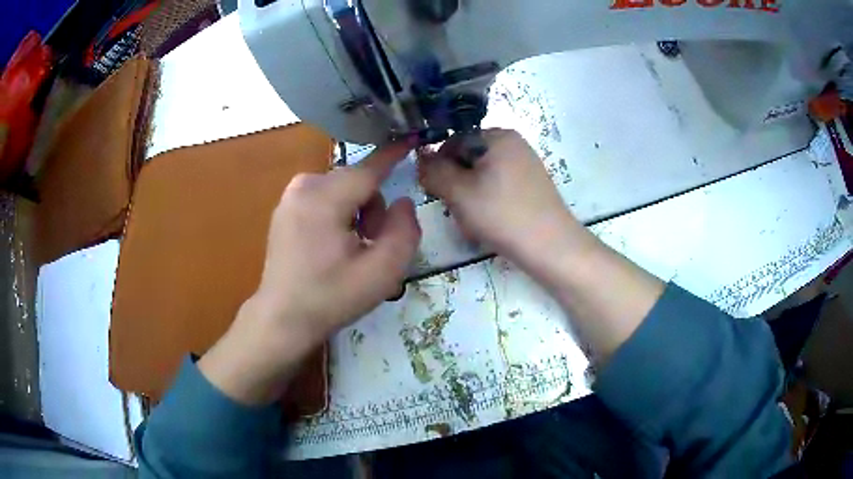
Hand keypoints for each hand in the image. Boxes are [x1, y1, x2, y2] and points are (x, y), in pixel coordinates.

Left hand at [199, 142, 420, 404]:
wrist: (283, 318)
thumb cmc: (331, 297)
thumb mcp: (382, 273)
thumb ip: (404, 232)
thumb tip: (403, 201)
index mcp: (325, 198)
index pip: (369, 168)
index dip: (394, 154)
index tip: (413, 138)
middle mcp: (304, 186)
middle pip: (358, 183)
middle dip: (373, 208)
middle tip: (370, 246)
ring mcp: (290, 196)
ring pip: (342, 190)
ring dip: (356, 213)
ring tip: (351, 250)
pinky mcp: (285, 207)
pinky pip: (324, 198)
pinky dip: (337, 214)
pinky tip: (331, 246)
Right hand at [419, 129, 589, 266]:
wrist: (551, 247)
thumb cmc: (502, 214)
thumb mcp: (459, 192)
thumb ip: (433, 172)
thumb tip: (420, 159)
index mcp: (498, 136)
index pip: (453, 141)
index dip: (439, 166)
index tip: (438, 192)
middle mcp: (514, 144)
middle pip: (468, 158)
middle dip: (456, 183)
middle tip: (457, 210)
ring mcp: (525, 165)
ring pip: (481, 176)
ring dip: (470, 196)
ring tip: (474, 221)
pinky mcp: (531, 185)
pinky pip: (498, 186)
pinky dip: (487, 202)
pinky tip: (489, 223)